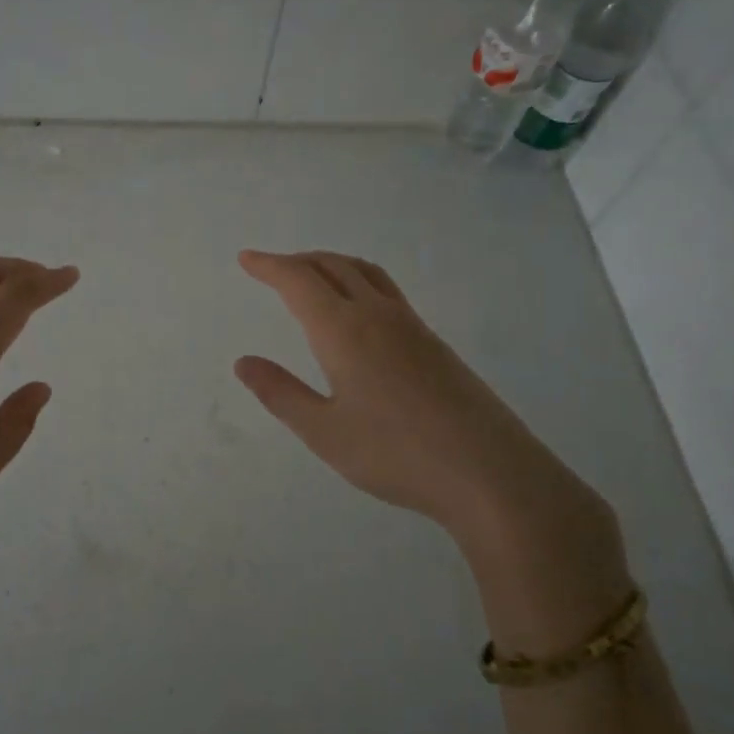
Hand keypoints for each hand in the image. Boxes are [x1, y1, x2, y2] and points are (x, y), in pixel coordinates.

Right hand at [233, 250, 617, 570]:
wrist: (490, 473)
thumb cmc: (396, 454)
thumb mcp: (323, 432)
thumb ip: (280, 393)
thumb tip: (244, 362)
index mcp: (345, 330)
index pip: (299, 281)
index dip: (269, 266)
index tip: (246, 259)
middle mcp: (378, 316)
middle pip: (334, 266)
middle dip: (298, 261)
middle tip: (271, 268)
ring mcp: (413, 327)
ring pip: (366, 274)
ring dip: (332, 264)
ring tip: (311, 276)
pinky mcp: (435, 344)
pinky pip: (387, 292)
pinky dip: (358, 282)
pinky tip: (358, 313)